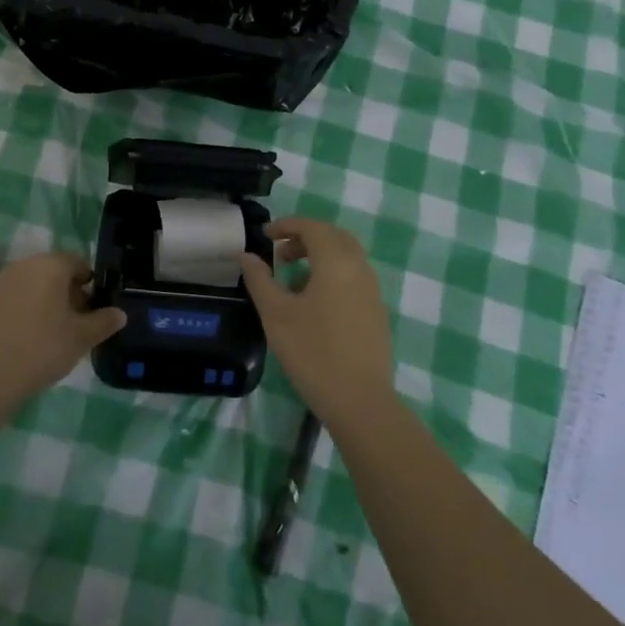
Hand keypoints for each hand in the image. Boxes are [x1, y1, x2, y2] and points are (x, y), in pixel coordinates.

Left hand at [0, 252, 125, 412]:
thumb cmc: (39, 350)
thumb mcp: (80, 339)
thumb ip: (103, 323)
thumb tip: (119, 313)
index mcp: (49, 266)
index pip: (76, 261)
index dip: (89, 282)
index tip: (93, 306)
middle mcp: (20, 267)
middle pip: (49, 273)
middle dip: (64, 293)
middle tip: (73, 323)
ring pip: (25, 288)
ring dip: (38, 304)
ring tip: (45, 336)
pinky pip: (3, 304)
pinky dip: (14, 316)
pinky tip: (16, 344)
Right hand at [240, 217, 394, 427]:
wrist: (360, 401)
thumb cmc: (313, 352)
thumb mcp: (276, 314)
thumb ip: (260, 280)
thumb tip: (247, 256)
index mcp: (337, 262)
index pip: (313, 227)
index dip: (288, 225)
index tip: (265, 234)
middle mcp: (360, 269)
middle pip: (334, 237)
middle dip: (305, 237)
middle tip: (279, 252)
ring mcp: (373, 291)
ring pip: (346, 258)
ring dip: (319, 256)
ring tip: (292, 279)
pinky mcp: (377, 313)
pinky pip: (354, 278)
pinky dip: (333, 275)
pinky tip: (314, 303)